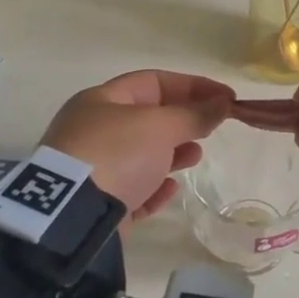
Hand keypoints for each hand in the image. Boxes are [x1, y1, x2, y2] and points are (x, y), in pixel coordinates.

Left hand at [41, 70, 233, 221]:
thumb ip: (194, 114)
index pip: (154, 82)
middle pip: (148, 118)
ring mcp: (94, 168)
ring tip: (196, 156)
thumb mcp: (160, 126)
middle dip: (183, 120)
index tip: (226, 97)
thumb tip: (222, 104)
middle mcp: (94, 130)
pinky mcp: (98, 204)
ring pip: (141, 154)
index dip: (193, 85)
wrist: (72, 215)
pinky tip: (171, 188)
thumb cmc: (117, 153)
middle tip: (212, 128)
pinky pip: (133, 189)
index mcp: (101, 101)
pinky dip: (155, 187)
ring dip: (172, 153)